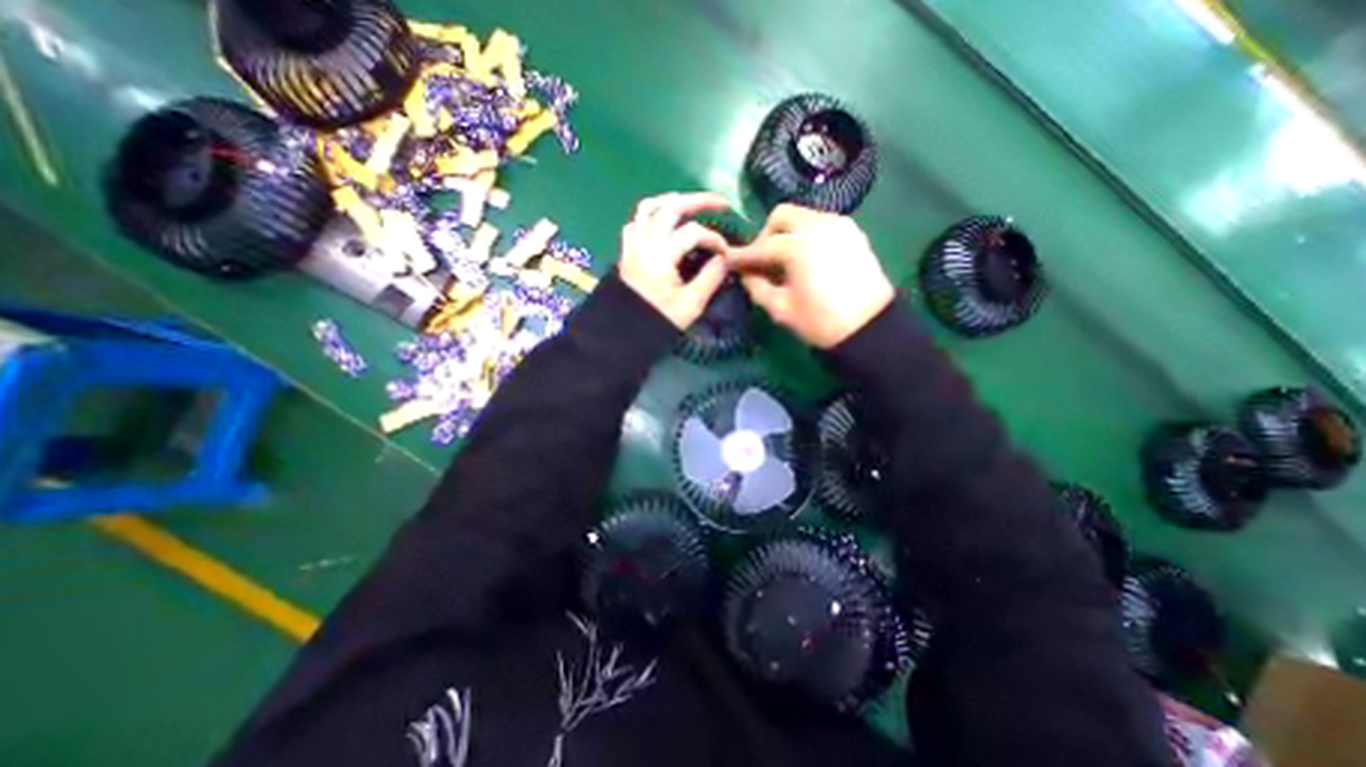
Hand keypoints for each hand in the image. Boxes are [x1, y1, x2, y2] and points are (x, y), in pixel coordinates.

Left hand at [621, 191, 736, 328]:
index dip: (714, 239)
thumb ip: (710, 278)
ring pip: (649, 207)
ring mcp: (632, 244)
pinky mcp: (626, 250)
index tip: (726, 254)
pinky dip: (650, 216)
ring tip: (691, 204)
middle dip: (699, 200)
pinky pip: (635, 221)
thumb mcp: (691, 305)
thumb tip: (724, 259)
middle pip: (671, 207)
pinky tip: (662, 222)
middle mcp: (645, 242)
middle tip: (721, 203)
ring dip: (672, 201)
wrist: (624, 332)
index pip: (693, 232)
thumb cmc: (658, 320)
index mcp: (661, 255)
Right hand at [725, 203, 899, 345]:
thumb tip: (746, 273)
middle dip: (766, 234)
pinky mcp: (853, 232)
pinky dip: (807, 234)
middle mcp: (819, 226)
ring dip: (787, 233)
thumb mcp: (781, 309)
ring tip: (785, 259)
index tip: (729, 260)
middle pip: (782, 215)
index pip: (762, 245)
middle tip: (762, 259)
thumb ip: (757, 287)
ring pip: (803, 216)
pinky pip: (822, 222)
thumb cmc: (821, 322)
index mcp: (799, 247)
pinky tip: (807, 257)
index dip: (743, 254)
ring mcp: (839, 225)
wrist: (870, 327)